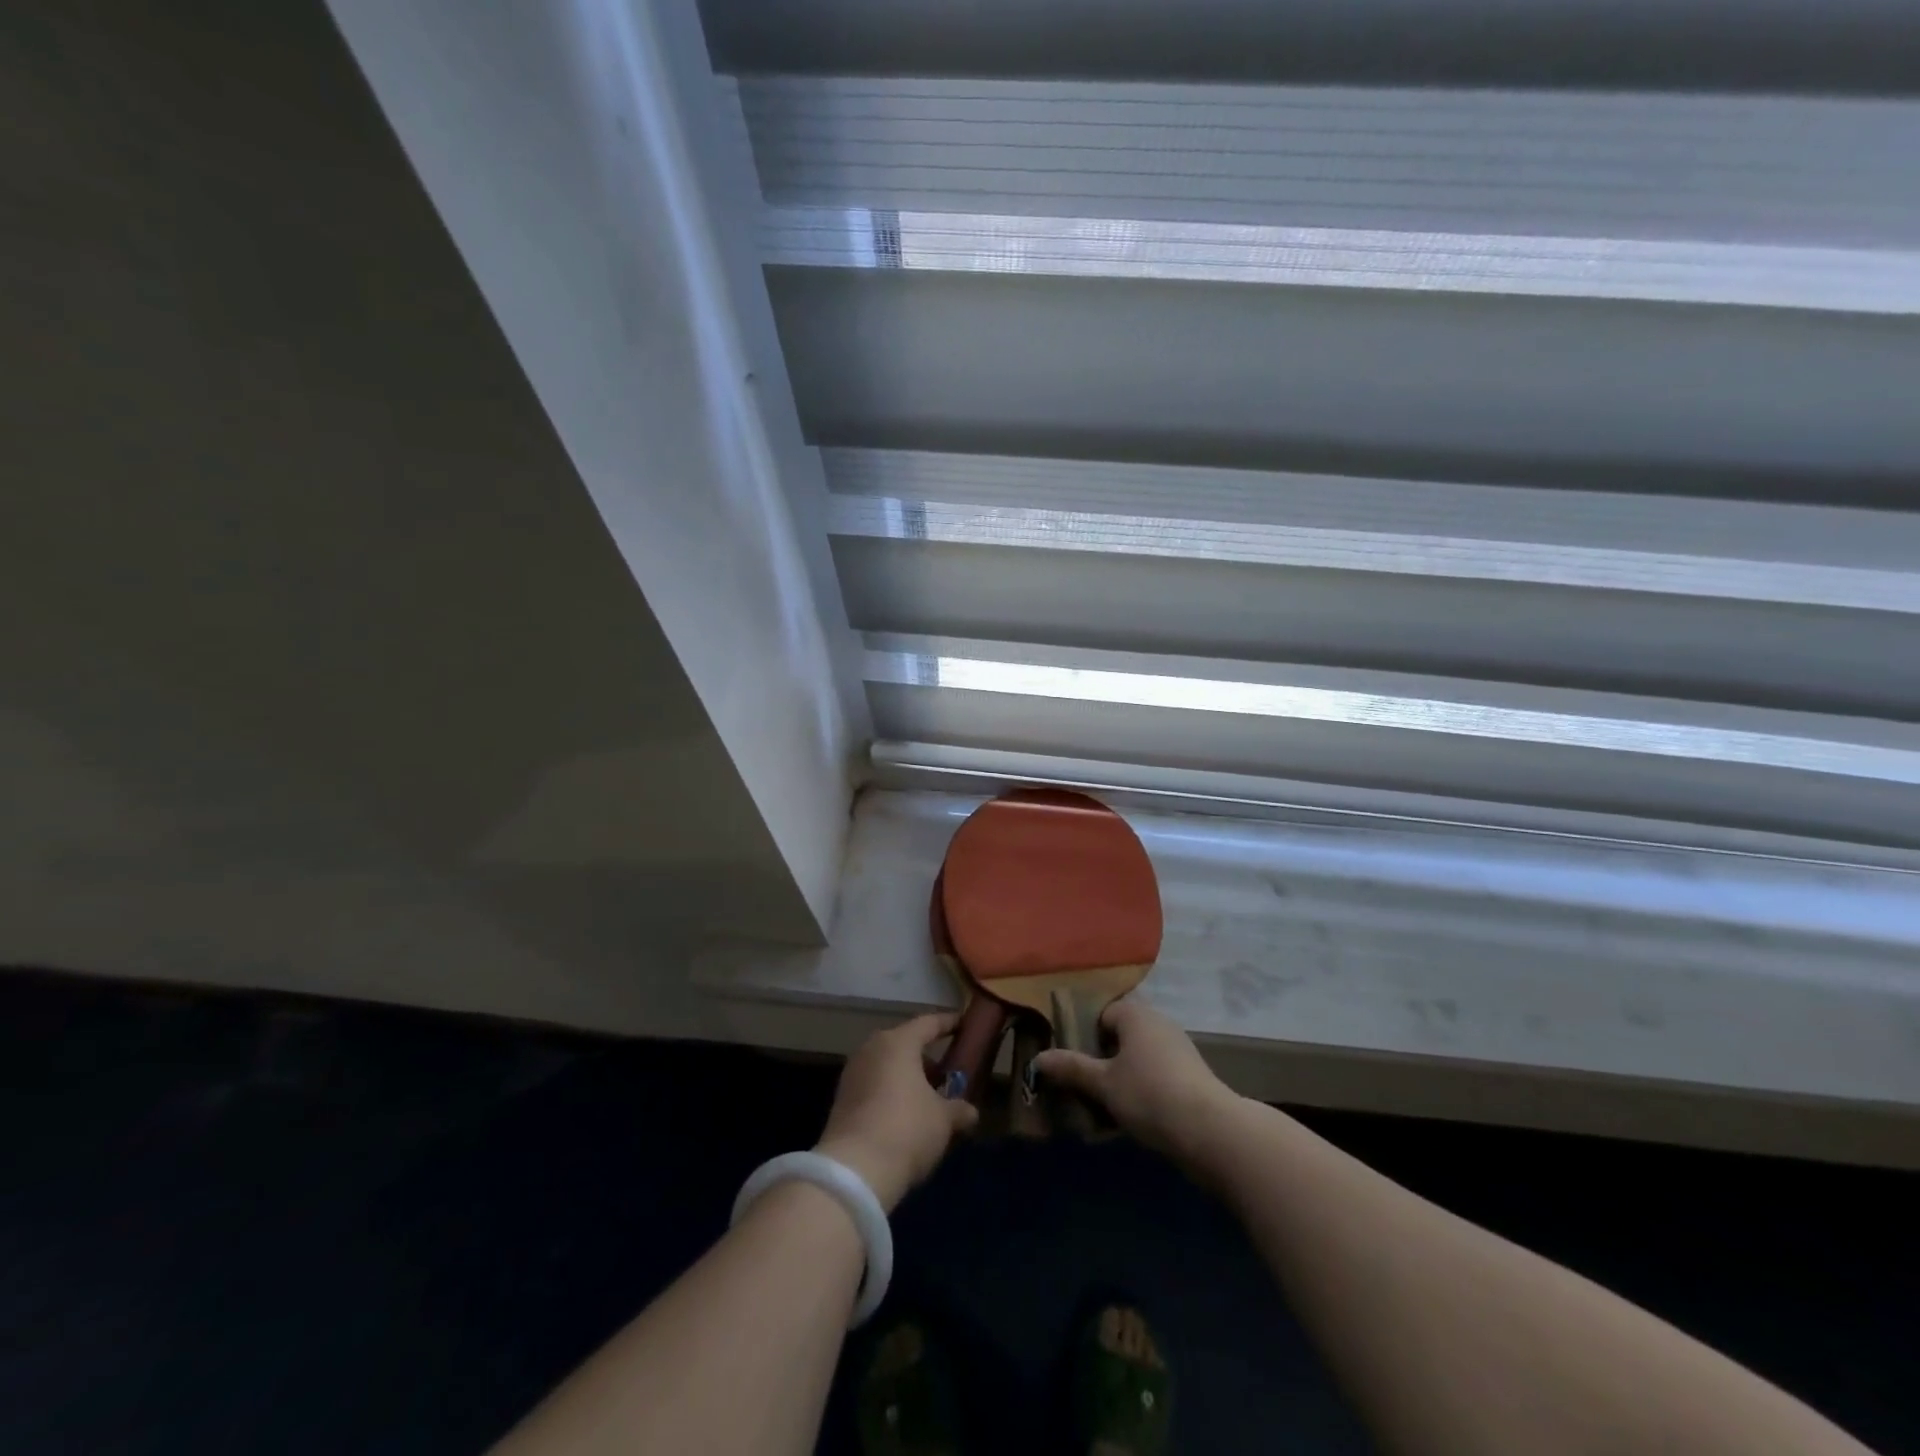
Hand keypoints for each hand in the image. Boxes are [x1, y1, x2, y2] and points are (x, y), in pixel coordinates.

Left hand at [814, 1012, 978, 1211]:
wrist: (855, 1171)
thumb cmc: (907, 1129)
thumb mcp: (943, 1120)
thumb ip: (959, 1109)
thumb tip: (970, 1111)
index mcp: (898, 1042)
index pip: (928, 1023)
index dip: (948, 1023)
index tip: (963, 1024)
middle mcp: (872, 1049)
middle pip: (904, 1045)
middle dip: (926, 1058)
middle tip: (947, 1074)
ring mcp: (852, 1074)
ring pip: (887, 1066)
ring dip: (907, 1078)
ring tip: (929, 1100)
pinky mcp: (841, 1100)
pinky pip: (873, 1086)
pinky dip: (890, 1093)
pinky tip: (905, 1117)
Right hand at [1034, 1000, 1236, 1162]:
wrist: (1211, 1131)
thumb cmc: (1149, 1094)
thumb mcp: (1103, 1084)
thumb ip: (1071, 1068)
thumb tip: (1038, 1058)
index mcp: (1135, 1014)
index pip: (1101, 1013)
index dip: (1083, 1035)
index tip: (1070, 1061)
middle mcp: (1158, 1023)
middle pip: (1120, 1037)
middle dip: (1100, 1061)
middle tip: (1081, 1086)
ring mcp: (1178, 1049)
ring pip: (1137, 1060)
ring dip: (1119, 1080)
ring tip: (1100, 1109)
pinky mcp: (1190, 1077)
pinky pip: (1154, 1077)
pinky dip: (1140, 1093)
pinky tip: (1128, 1121)